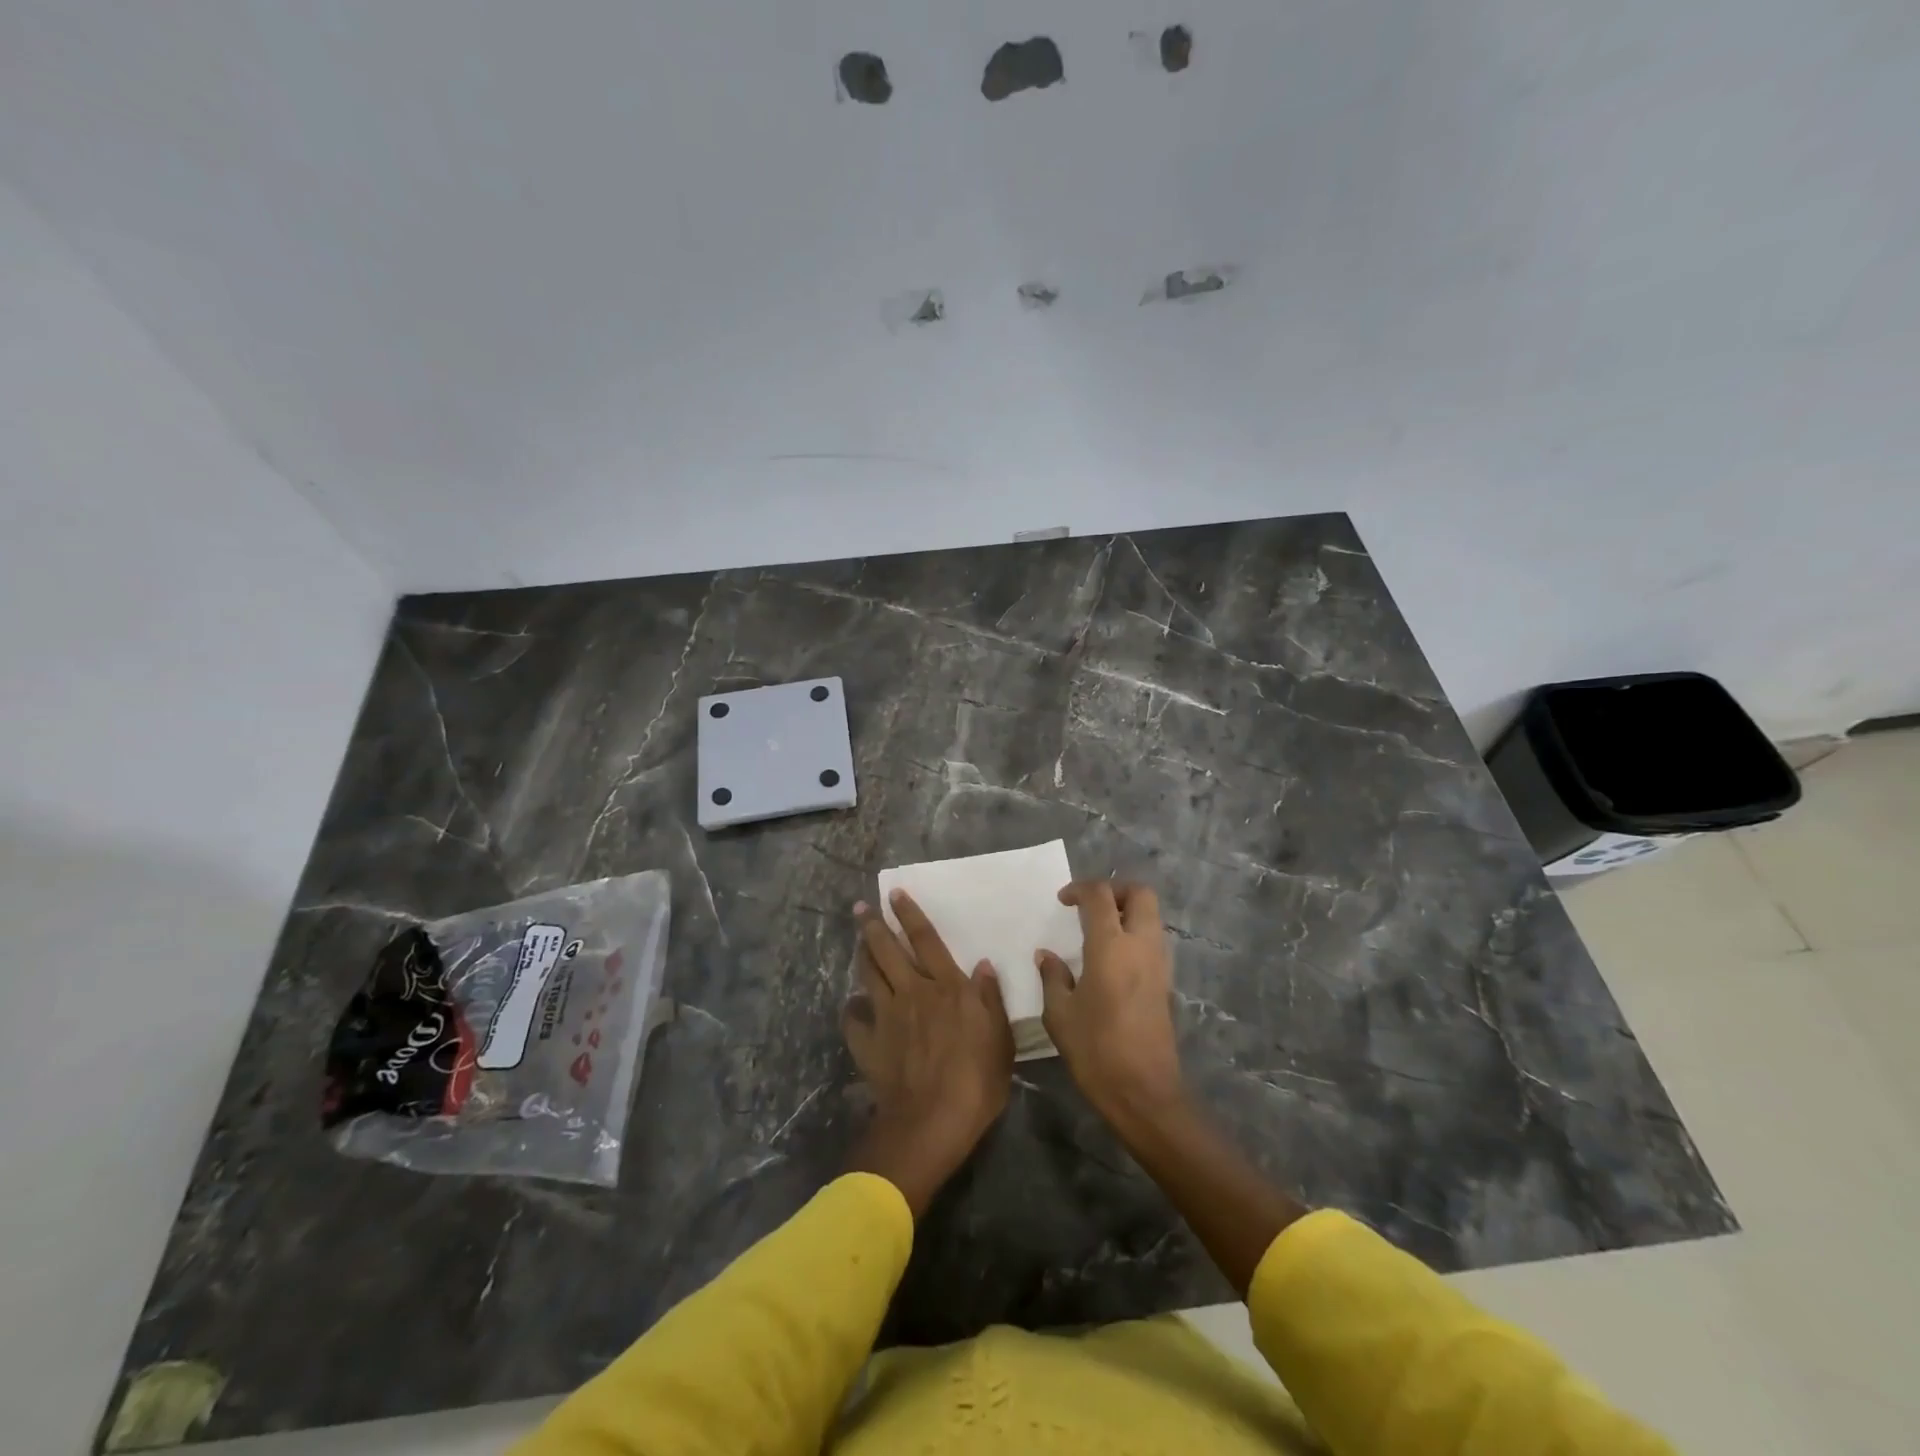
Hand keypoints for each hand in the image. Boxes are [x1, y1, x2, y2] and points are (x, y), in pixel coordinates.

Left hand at [842, 890, 1014, 1215]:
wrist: (932, 1122)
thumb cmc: (977, 1081)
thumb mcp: (1000, 1039)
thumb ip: (990, 1000)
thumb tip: (983, 965)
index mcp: (947, 987)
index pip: (925, 940)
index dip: (910, 915)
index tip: (895, 894)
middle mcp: (913, 992)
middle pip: (888, 950)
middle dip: (873, 925)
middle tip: (860, 907)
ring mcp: (887, 1017)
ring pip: (869, 975)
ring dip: (862, 954)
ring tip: (858, 940)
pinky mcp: (869, 1044)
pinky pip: (854, 1020)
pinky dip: (852, 1009)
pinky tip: (852, 1005)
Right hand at [1036, 880, 1184, 1126]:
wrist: (1143, 1091)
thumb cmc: (1096, 1050)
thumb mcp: (1059, 1014)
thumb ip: (1053, 977)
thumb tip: (1046, 956)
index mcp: (1111, 946)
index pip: (1100, 896)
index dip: (1080, 889)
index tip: (1063, 900)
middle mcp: (1141, 945)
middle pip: (1140, 893)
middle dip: (1115, 889)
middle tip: (1090, 905)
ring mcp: (1159, 963)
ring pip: (1152, 915)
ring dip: (1128, 911)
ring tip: (1098, 930)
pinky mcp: (1166, 982)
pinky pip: (1153, 940)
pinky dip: (1135, 934)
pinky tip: (1112, 957)